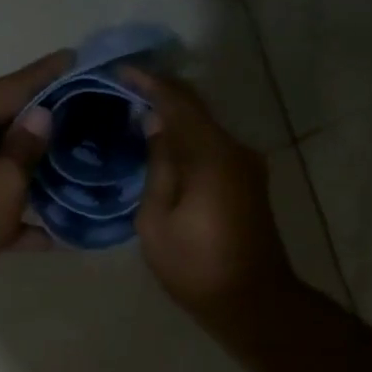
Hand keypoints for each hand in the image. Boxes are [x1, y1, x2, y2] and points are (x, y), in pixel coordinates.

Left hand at [0, 51, 69, 311]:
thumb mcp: (3, 180)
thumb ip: (26, 145)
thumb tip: (43, 115)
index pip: (12, 85)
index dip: (47, 73)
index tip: (77, 58)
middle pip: (8, 119)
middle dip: (48, 117)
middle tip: (91, 109)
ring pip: (5, 159)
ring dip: (39, 164)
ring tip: (82, 157)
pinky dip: (24, 210)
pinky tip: (59, 230)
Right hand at [124, 68, 295, 325]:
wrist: (253, 301)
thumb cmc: (196, 266)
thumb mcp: (157, 221)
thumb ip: (157, 166)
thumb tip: (154, 123)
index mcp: (211, 156)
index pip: (177, 101)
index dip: (148, 82)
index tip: (118, 70)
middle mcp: (234, 149)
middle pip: (196, 107)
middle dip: (161, 93)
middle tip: (123, 88)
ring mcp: (246, 164)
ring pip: (205, 125)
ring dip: (174, 115)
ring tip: (136, 112)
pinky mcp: (248, 180)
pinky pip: (213, 145)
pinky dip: (188, 137)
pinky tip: (163, 143)